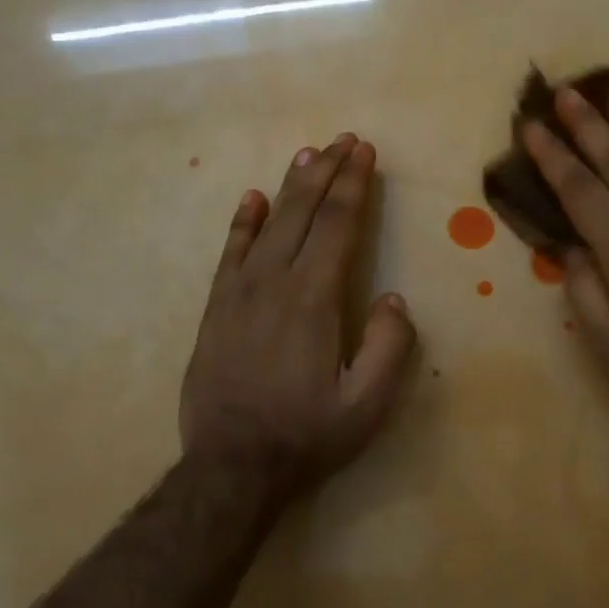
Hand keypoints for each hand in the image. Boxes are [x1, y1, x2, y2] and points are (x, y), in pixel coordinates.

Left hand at [180, 134, 416, 498]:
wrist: (231, 468)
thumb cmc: (306, 435)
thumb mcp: (367, 405)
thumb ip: (389, 347)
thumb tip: (392, 299)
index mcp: (313, 299)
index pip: (337, 225)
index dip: (354, 185)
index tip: (365, 152)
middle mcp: (274, 282)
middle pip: (303, 212)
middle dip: (327, 172)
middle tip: (344, 140)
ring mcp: (238, 293)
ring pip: (268, 224)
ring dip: (291, 185)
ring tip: (309, 154)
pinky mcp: (216, 309)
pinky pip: (230, 252)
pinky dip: (243, 222)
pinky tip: (253, 199)